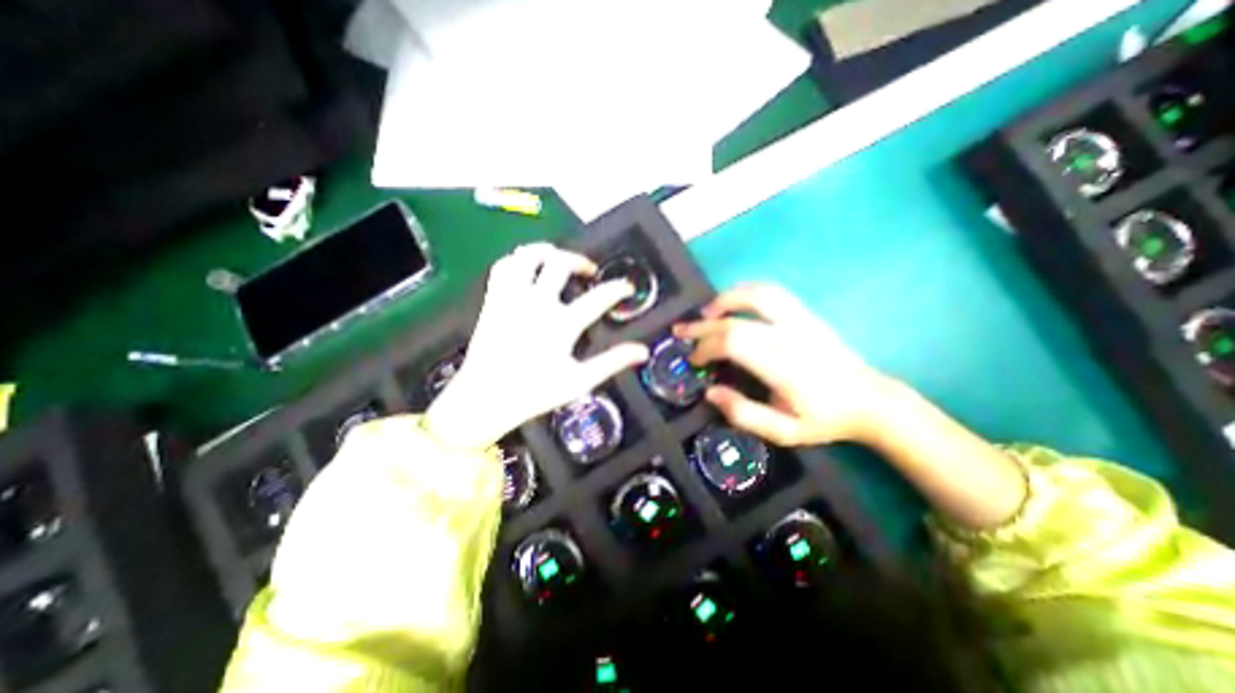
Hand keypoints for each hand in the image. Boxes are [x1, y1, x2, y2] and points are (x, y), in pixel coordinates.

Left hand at [424, 243, 648, 449]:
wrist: (485, 398)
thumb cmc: (534, 392)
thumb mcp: (579, 381)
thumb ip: (611, 362)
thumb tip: (641, 351)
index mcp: (561, 325)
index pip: (598, 298)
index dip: (617, 288)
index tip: (626, 286)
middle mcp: (536, 304)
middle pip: (560, 264)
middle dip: (579, 260)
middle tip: (589, 270)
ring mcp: (512, 299)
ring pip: (527, 256)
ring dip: (546, 251)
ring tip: (557, 258)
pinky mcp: (493, 300)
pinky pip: (503, 267)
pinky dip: (517, 260)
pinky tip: (526, 267)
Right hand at [674, 283, 899, 445]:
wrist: (870, 401)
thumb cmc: (824, 419)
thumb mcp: (783, 432)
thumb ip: (744, 414)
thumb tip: (709, 392)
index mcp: (782, 366)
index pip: (732, 343)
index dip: (705, 348)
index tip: (693, 360)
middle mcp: (789, 336)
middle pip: (735, 319)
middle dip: (702, 325)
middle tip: (680, 331)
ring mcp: (800, 320)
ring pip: (756, 294)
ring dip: (725, 300)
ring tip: (706, 312)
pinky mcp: (806, 314)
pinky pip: (772, 292)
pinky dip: (746, 292)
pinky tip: (733, 302)